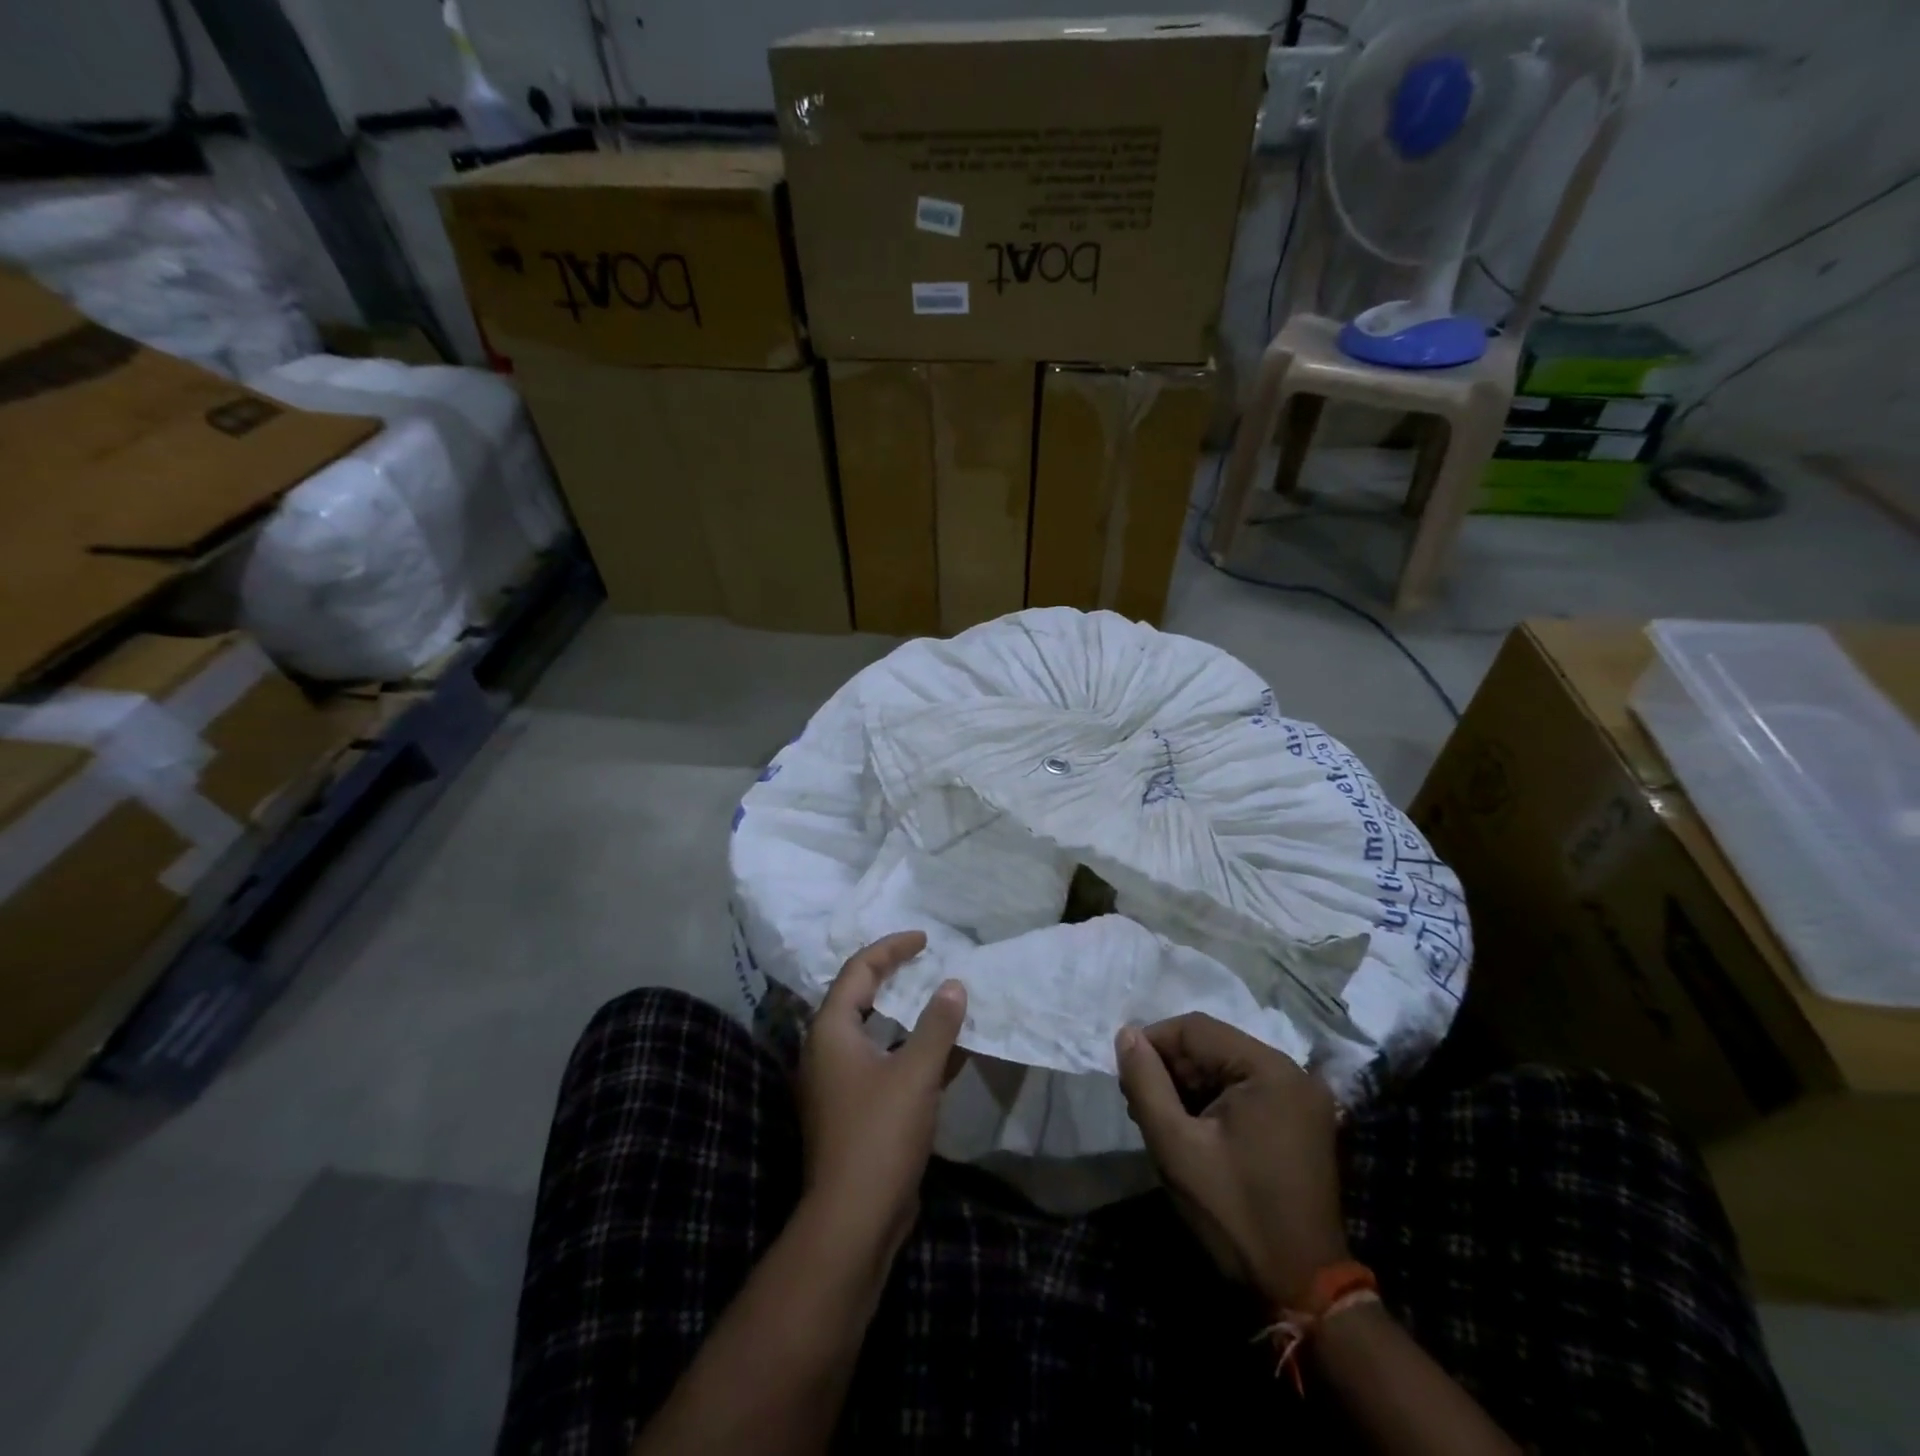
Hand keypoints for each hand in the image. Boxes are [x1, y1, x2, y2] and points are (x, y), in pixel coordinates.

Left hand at [797, 932, 966, 1255]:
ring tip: (940, 999)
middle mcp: (826, 1050)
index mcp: (831, 1030)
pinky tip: (947, 1053)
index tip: (925, 939)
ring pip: (874, 1032)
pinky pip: (884, 1063)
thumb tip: (954, 984)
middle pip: (860, 996)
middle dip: (894, 976)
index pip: (859, 969)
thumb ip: (937, 1024)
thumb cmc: (880, 1134)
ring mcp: (838, 1083)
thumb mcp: (916, 1072)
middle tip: (928, 962)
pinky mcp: (853, 1110)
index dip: (892, 948)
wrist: (853, 1221)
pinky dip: (911, 1051)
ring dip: (907, 1015)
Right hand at [1115, 1013, 1349, 1306]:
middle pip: (1212, 1047)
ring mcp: (1301, 1099)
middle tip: (1138, 1104)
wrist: (1302, 1291)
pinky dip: (1212, 1102)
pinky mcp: (1301, 1122)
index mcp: (1270, 1070)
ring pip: (1226, 1068)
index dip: (1153, 1044)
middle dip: (1169, 1069)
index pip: (1196, 1029)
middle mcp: (1293, 1073)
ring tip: (1157, 1119)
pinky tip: (1189, 1130)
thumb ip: (1146, 1083)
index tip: (1125, 1076)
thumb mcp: (1176, 1146)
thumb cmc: (1235, 1214)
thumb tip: (1126, 1034)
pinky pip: (1245, 1091)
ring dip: (1187, 1086)